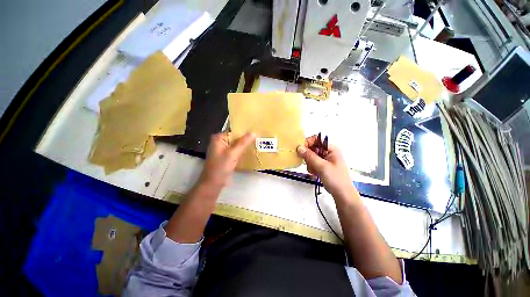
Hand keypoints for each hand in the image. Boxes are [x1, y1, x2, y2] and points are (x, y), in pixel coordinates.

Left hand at [199, 132, 254, 188]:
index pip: (234, 131)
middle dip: (246, 138)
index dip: (244, 131)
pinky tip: (251, 150)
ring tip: (257, 142)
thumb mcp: (233, 153)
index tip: (256, 130)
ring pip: (237, 145)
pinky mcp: (227, 157)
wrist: (213, 183)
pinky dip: (242, 151)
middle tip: (259, 137)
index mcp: (219, 138)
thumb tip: (254, 132)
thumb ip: (243, 143)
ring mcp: (223, 150)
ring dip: (245, 145)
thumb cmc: (221, 167)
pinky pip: (236, 151)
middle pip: (235, 138)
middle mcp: (220, 142)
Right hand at [296, 135, 356, 198]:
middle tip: (309, 163)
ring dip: (310, 163)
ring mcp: (324, 158)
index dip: (308, 142)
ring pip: (310, 155)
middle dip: (308, 156)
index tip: (301, 150)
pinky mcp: (322, 164)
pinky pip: (312, 161)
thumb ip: (310, 156)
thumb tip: (299, 147)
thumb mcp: (322, 166)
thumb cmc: (335, 179)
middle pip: (312, 147)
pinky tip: (316, 173)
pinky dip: (311, 167)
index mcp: (331, 148)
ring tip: (315, 171)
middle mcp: (328, 151)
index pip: (317, 139)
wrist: (342, 194)